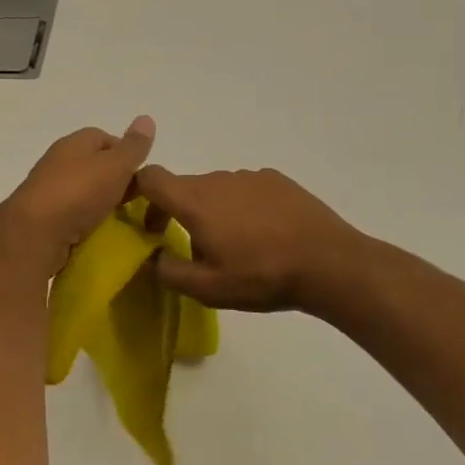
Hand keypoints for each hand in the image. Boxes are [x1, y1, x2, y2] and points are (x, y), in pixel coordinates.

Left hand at [0, 117, 156, 276]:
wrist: (34, 234)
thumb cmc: (78, 192)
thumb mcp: (115, 166)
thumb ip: (133, 146)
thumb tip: (146, 118)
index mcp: (73, 143)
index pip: (103, 138)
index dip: (125, 153)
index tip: (141, 175)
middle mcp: (57, 161)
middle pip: (93, 166)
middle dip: (114, 181)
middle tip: (136, 201)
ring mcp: (47, 191)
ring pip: (82, 192)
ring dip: (100, 204)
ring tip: (120, 220)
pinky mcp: (42, 219)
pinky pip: (71, 216)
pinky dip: (86, 223)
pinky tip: (97, 234)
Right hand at [133, 165, 365, 314]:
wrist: (328, 261)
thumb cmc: (261, 275)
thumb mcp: (208, 288)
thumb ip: (169, 271)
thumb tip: (152, 255)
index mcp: (195, 200)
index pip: (150, 177)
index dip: (136, 191)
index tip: (140, 218)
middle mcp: (218, 178)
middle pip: (184, 187)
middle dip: (177, 212)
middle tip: (189, 248)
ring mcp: (249, 176)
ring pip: (216, 189)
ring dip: (212, 211)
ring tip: (234, 246)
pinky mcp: (276, 180)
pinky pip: (245, 190)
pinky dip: (241, 207)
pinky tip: (263, 234)